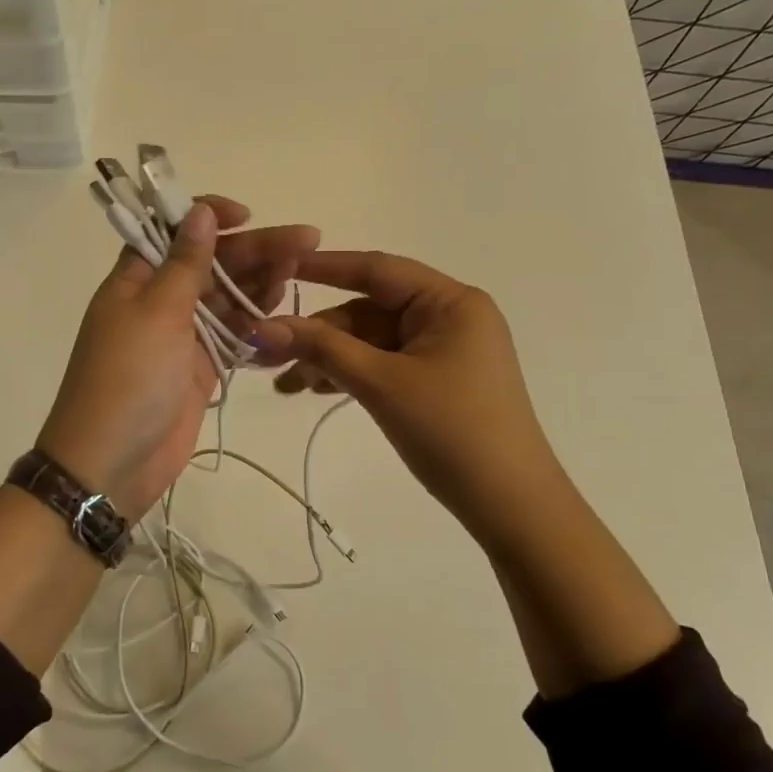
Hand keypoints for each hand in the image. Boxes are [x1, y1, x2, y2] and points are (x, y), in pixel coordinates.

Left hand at [37, 197, 319, 519]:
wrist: (111, 464)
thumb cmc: (128, 379)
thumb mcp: (156, 313)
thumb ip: (185, 264)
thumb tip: (198, 211)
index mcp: (136, 279)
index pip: (172, 231)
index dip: (207, 217)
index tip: (246, 215)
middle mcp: (159, 301)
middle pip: (211, 264)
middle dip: (254, 251)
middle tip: (307, 241)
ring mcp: (181, 336)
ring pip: (227, 299)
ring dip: (260, 284)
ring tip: (299, 271)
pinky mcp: (200, 368)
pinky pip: (234, 337)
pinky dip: (256, 326)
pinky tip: (285, 314)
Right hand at [251, 251, 557, 534]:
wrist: (510, 505)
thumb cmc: (451, 431)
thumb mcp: (381, 384)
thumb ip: (322, 348)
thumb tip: (262, 327)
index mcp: (450, 302)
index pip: (377, 270)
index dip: (324, 267)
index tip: (277, 266)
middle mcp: (449, 317)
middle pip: (369, 311)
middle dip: (320, 333)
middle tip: (268, 353)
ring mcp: (444, 350)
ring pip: (372, 341)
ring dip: (330, 358)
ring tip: (286, 384)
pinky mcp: (437, 380)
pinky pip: (385, 364)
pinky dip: (351, 374)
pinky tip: (314, 390)